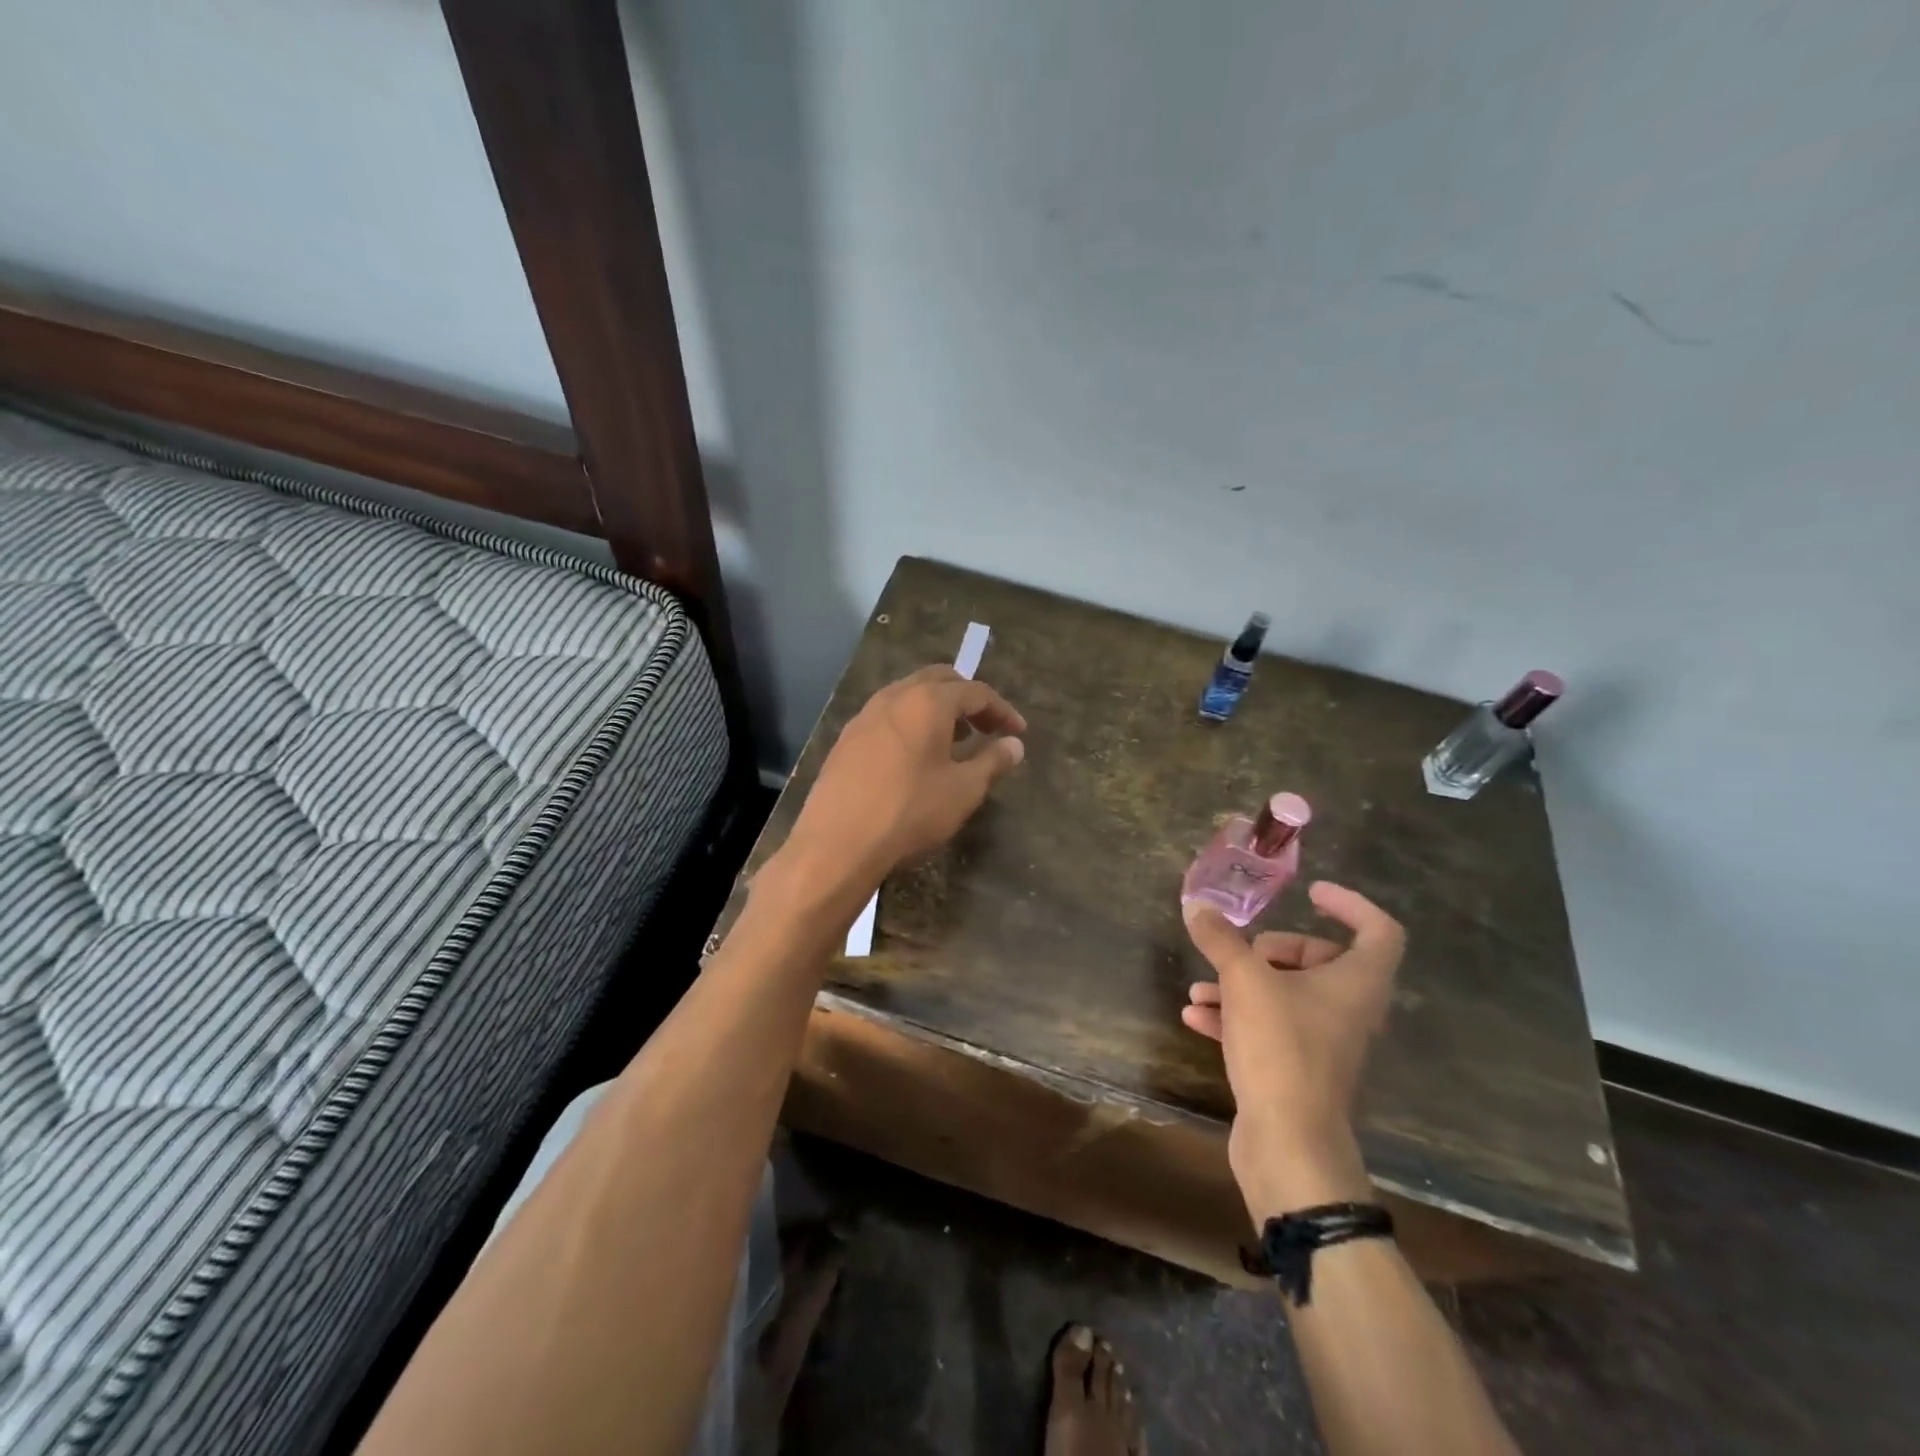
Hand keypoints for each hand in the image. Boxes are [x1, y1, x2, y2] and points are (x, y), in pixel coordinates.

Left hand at [781, 665, 1026, 897]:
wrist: (837, 843)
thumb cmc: (909, 812)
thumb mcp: (963, 790)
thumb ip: (992, 762)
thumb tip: (1015, 744)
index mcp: (928, 702)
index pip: (975, 692)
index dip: (1002, 710)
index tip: (1018, 732)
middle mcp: (894, 697)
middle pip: (939, 680)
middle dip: (968, 698)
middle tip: (987, 727)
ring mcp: (865, 715)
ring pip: (909, 695)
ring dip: (938, 708)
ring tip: (956, 740)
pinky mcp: (847, 738)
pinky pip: (888, 716)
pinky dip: (912, 722)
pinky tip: (917, 755)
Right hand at [1181, 882, 1404, 1218]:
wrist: (1288, 1141)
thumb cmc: (1282, 1048)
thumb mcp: (1245, 981)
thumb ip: (1221, 940)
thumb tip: (1198, 906)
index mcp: (1357, 983)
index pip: (1379, 930)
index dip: (1351, 904)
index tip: (1311, 893)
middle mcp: (1349, 1010)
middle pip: (1321, 961)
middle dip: (1274, 950)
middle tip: (1243, 951)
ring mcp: (1324, 1042)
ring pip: (1287, 995)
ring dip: (1242, 985)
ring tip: (1200, 987)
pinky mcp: (1298, 1068)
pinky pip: (1269, 1027)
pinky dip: (1236, 1017)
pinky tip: (1196, 1016)